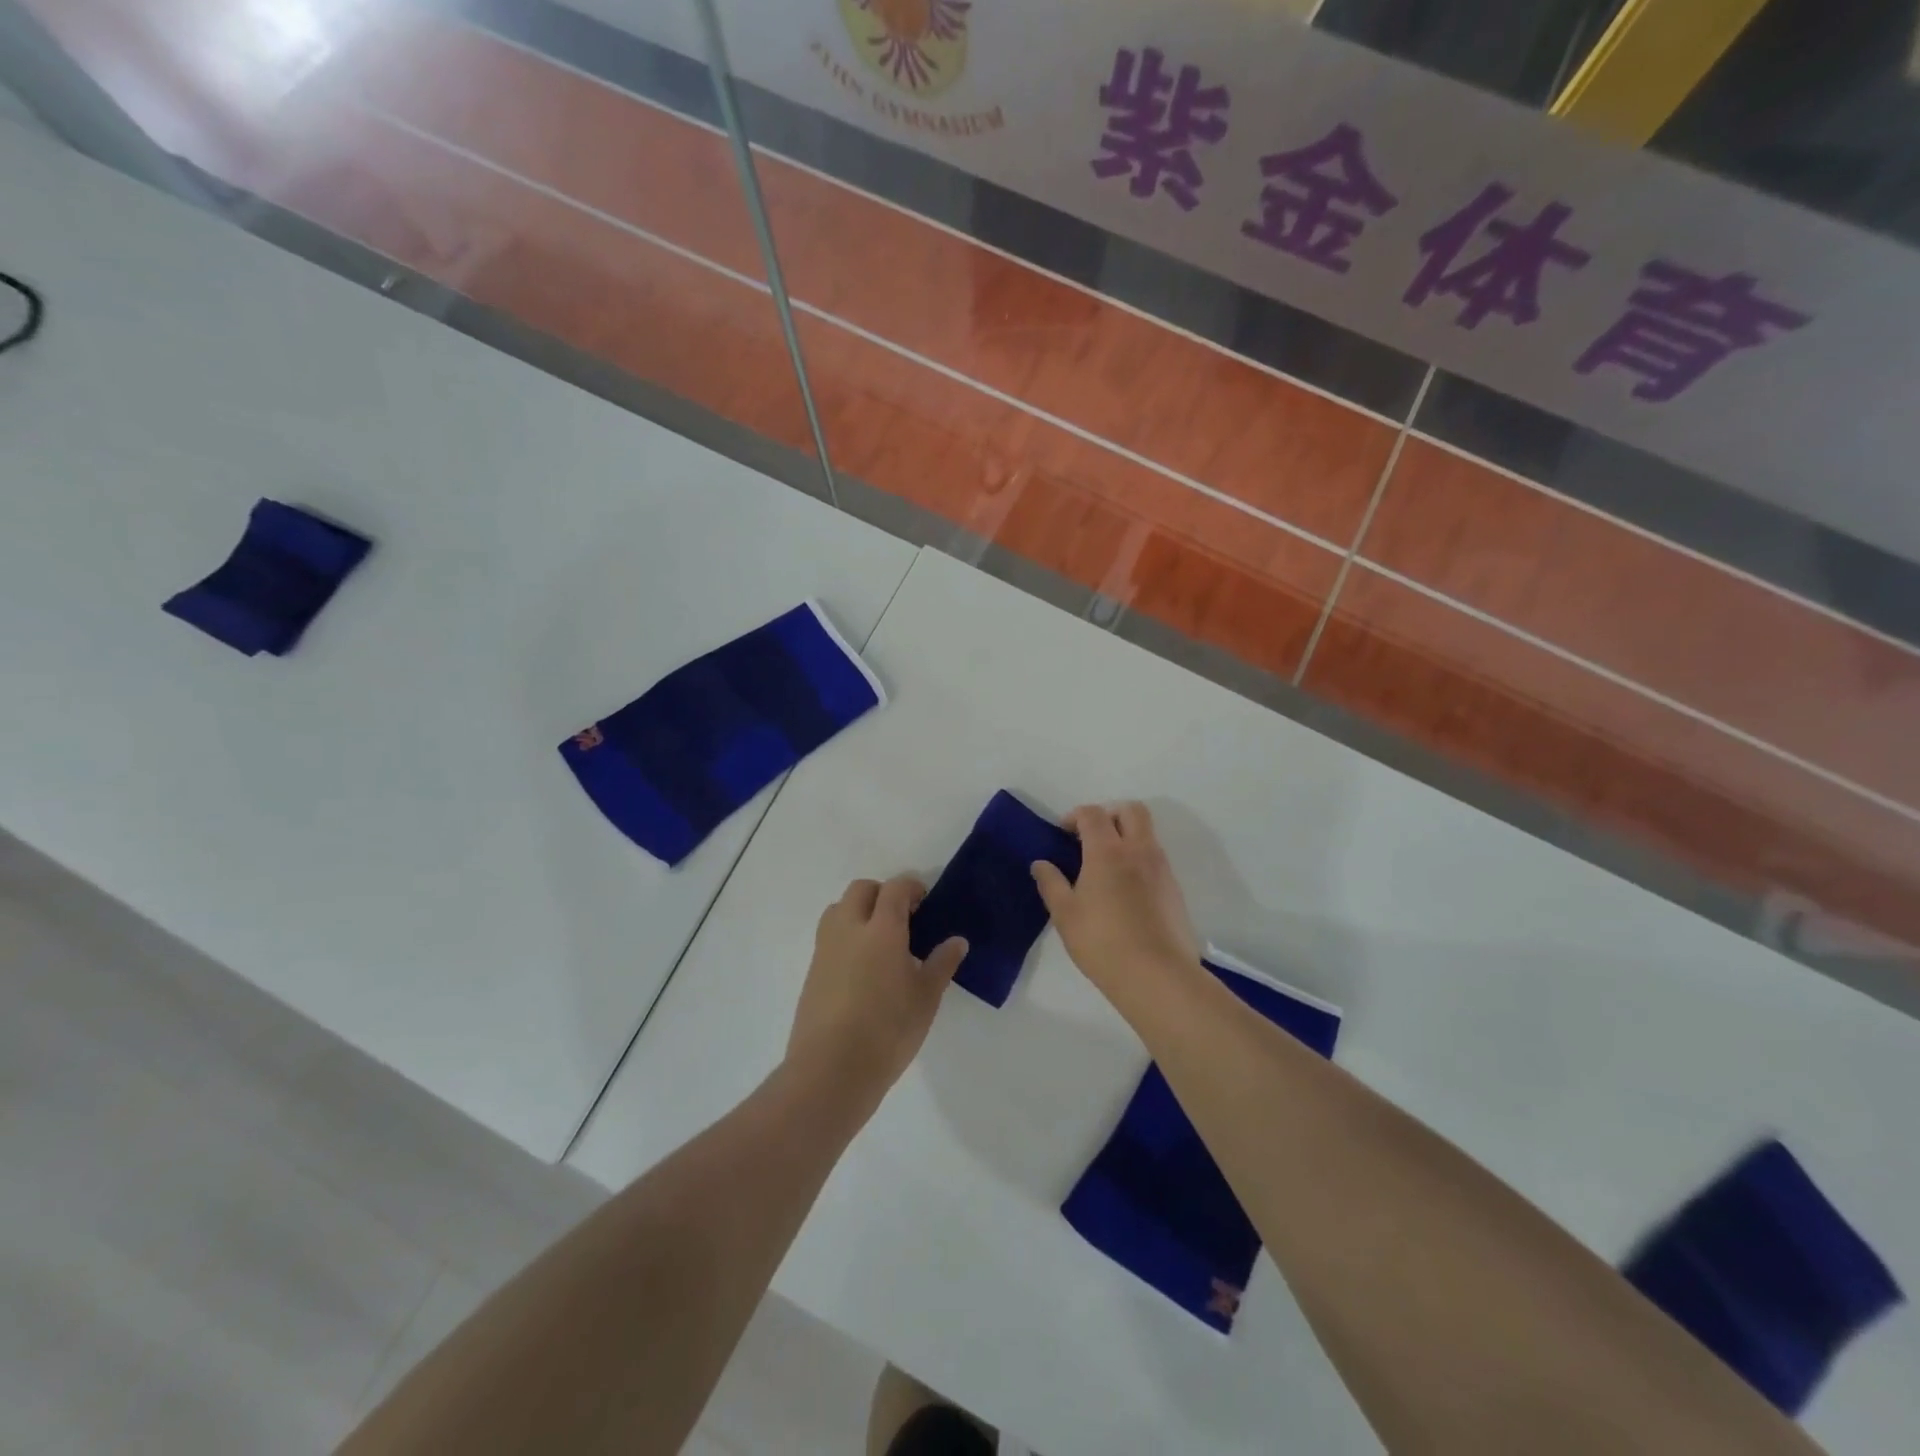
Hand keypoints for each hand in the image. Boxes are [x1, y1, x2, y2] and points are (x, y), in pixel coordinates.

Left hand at [787, 875, 968, 1106]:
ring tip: (880, 941)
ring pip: (839, 909)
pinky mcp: (812, 972)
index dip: (911, 887)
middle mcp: (849, 929)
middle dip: (882, 894)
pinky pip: (829, 937)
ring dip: (859, 911)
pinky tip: (862, 969)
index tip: (925, 901)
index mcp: (881, 929)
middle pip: (861, 890)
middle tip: (904, 919)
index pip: (894, 889)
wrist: (830, 1070)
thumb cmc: (888, 1031)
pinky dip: (846, 937)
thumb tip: (957, 941)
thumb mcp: (926, 999)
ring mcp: (825, 949)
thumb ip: (942, 964)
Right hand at [1032, 802, 1203, 1017]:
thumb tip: (1041, 863)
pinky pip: (1156, 858)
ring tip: (1106, 867)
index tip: (1063, 833)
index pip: (1093, 814)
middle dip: (1110, 814)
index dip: (1075, 816)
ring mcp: (1161, 869)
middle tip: (1091, 838)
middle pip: (1131, 810)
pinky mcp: (1175, 889)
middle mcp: (1139, 850)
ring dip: (1127, 836)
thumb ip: (1051, 883)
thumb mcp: (1065, 914)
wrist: (1158, 975)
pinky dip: (1139, 860)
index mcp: (1108, 851)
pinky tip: (1125, 892)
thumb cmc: (1103, 942)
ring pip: (1147, 833)